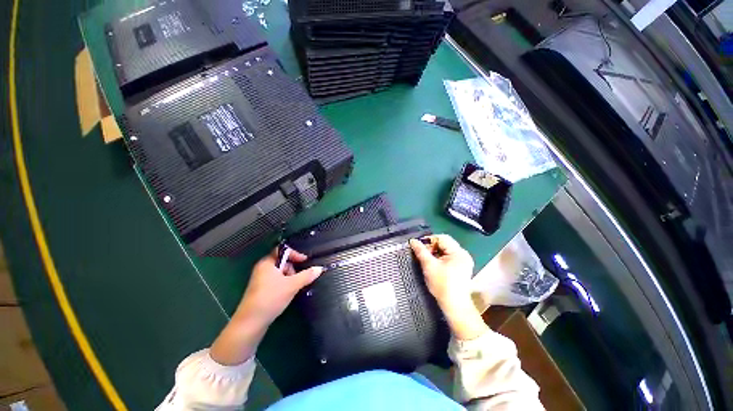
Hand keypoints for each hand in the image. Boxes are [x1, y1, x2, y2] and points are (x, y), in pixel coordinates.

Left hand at [211, 247, 321, 364]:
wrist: (250, 323)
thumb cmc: (271, 298)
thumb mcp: (292, 285)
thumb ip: (307, 275)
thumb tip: (320, 268)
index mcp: (267, 263)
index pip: (283, 250)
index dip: (295, 254)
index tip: (305, 261)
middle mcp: (262, 269)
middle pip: (282, 262)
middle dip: (293, 268)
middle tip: (298, 278)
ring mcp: (260, 280)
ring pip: (280, 273)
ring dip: (290, 278)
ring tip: (293, 288)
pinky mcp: (261, 291)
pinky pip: (276, 282)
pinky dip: (284, 285)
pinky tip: (287, 294)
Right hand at [410, 235, 486, 339]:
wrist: (454, 305)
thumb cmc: (442, 285)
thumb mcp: (429, 266)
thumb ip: (421, 251)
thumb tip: (413, 241)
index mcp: (458, 252)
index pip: (442, 238)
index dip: (429, 240)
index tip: (419, 246)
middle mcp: (463, 254)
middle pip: (445, 243)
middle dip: (432, 247)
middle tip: (422, 254)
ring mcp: (464, 261)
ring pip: (446, 250)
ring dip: (435, 252)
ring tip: (427, 260)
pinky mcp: (462, 267)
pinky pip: (449, 257)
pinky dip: (440, 258)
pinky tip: (434, 264)